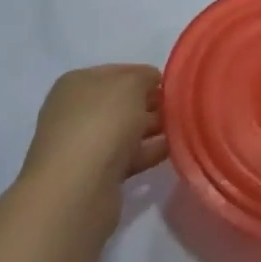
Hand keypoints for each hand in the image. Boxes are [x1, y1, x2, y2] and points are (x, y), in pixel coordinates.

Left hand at [21, 65, 166, 235]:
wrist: (77, 190)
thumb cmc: (102, 123)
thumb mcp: (130, 85)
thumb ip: (145, 77)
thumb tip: (151, 83)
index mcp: (77, 83)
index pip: (119, 71)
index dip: (146, 75)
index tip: (173, 84)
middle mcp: (76, 111)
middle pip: (122, 102)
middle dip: (152, 103)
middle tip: (182, 107)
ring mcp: (83, 145)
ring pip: (126, 130)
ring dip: (153, 128)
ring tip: (185, 127)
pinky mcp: (94, 174)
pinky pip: (128, 156)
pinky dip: (149, 151)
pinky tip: (173, 149)